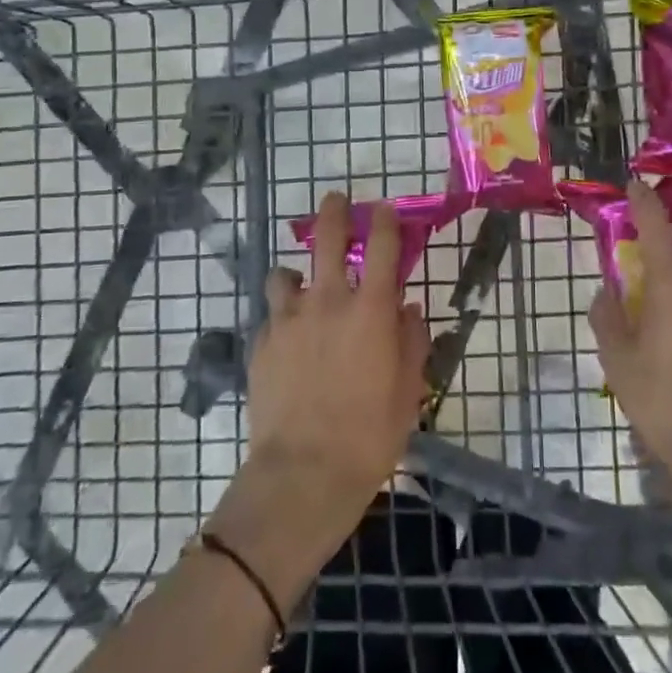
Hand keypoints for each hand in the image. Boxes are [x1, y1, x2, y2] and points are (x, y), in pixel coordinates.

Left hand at [228, 192, 429, 564]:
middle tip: (336, 200)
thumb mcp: (408, 390)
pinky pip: (271, 317)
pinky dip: (281, 318)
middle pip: (328, 239)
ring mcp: (288, 321)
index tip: (385, 209)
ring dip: (297, 273)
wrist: (304, 473)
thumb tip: (407, 310)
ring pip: (285, 274)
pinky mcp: (261, 344)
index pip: (382, 247)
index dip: (386, 221)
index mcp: (370, 310)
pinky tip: (287, 340)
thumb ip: (411, 342)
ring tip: (301, 284)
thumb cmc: (370, 433)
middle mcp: (328, 302)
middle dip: (335, 212)